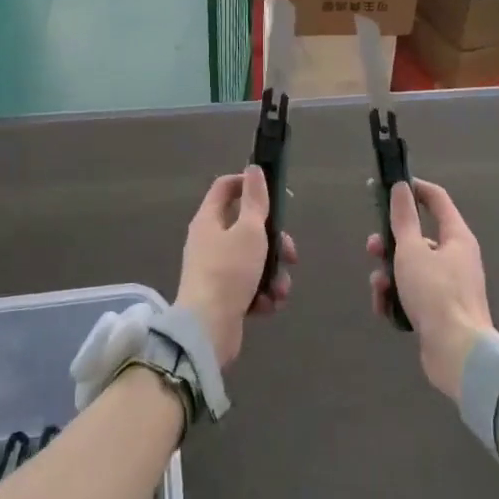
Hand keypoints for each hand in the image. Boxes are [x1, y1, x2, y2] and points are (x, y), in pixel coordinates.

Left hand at [176, 166, 295, 369]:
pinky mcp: (224, 295)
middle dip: (275, 243)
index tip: (275, 194)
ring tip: (279, 291)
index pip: (226, 187)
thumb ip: (255, 200)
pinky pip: (250, 286)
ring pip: (254, 260)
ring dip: (273, 274)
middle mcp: (209, 241)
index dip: (249, 183)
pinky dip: (262, 294)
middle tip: (290, 255)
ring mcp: (216, 269)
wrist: (208, 329)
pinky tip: (267, 306)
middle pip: (248, 228)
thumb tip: (253, 169)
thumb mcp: (249, 231)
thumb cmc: (229, 272)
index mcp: (209, 220)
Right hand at [368, 179, 496, 400]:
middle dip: (390, 243)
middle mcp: (456, 257)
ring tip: (379, 287)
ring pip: (411, 268)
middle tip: (372, 248)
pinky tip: (385, 308)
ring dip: (389, 274)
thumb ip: (403, 219)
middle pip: (418, 238)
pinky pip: (413, 294)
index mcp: (457, 238)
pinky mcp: (440, 310)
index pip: (437, 200)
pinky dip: (396, 298)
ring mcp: (449, 286)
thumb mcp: (411, 251)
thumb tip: (401, 187)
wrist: (458, 353)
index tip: (389, 187)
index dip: (414, 189)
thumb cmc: (435, 294)